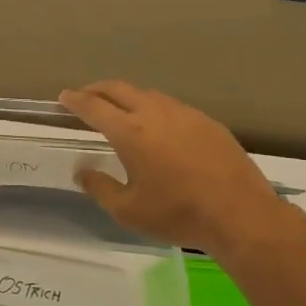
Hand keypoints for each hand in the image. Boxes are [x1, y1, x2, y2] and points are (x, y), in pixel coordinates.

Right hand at [58, 81, 295, 260]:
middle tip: (85, 96)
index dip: (75, 100)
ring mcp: (185, 114)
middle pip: (119, 89)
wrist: (241, 215)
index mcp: (130, 132)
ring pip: (148, 94)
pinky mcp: (208, 123)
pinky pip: (172, 106)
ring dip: (127, 96)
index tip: (64, 97)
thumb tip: (82, 171)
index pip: (94, 107)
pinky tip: (158, 126)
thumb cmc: (178, 214)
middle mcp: (155, 114)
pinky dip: (154, 108)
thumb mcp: (128, 211)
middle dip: (97, 89)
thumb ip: (100, 187)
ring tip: (120, 109)